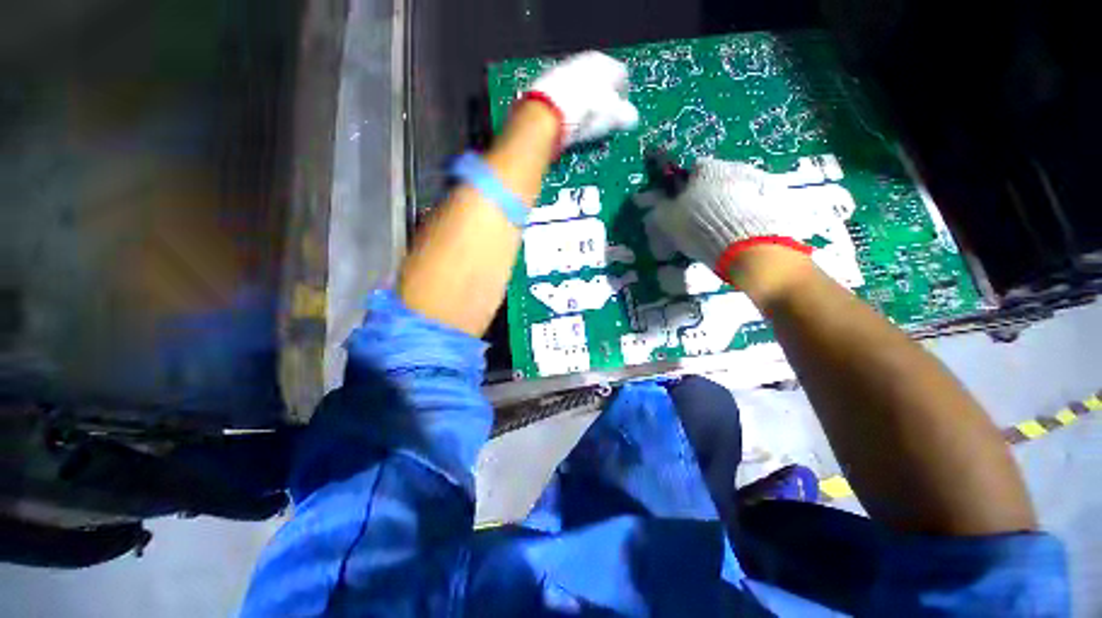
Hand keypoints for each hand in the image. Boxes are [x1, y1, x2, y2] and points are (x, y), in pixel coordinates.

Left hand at [526, 51, 638, 147]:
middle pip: (599, 81)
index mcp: (606, 64)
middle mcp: (584, 61)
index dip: (622, 98)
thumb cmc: (586, 113)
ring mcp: (563, 70)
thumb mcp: (611, 117)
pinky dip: (567, 107)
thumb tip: (631, 117)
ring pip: (580, 88)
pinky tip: (567, 122)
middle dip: (601, 101)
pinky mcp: (546, 84)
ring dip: (583, 104)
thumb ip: (624, 115)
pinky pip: (563, 96)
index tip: (619, 116)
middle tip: (601, 122)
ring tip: (583, 125)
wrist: (547, 112)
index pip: (622, 77)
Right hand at [650, 158, 812, 281]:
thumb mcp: (668, 220)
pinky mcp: (777, 200)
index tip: (682, 204)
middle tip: (703, 218)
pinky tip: (742, 231)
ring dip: (732, 203)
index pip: (694, 168)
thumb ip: (660, 208)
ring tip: (725, 228)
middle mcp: (735, 168)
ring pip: (739, 190)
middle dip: (711, 194)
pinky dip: (750, 212)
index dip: (686, 186)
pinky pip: (757, 203)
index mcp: (708, 168)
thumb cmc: (699, 227)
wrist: (745, 245)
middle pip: (719, 179)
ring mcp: (759, 182)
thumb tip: (655, 203)